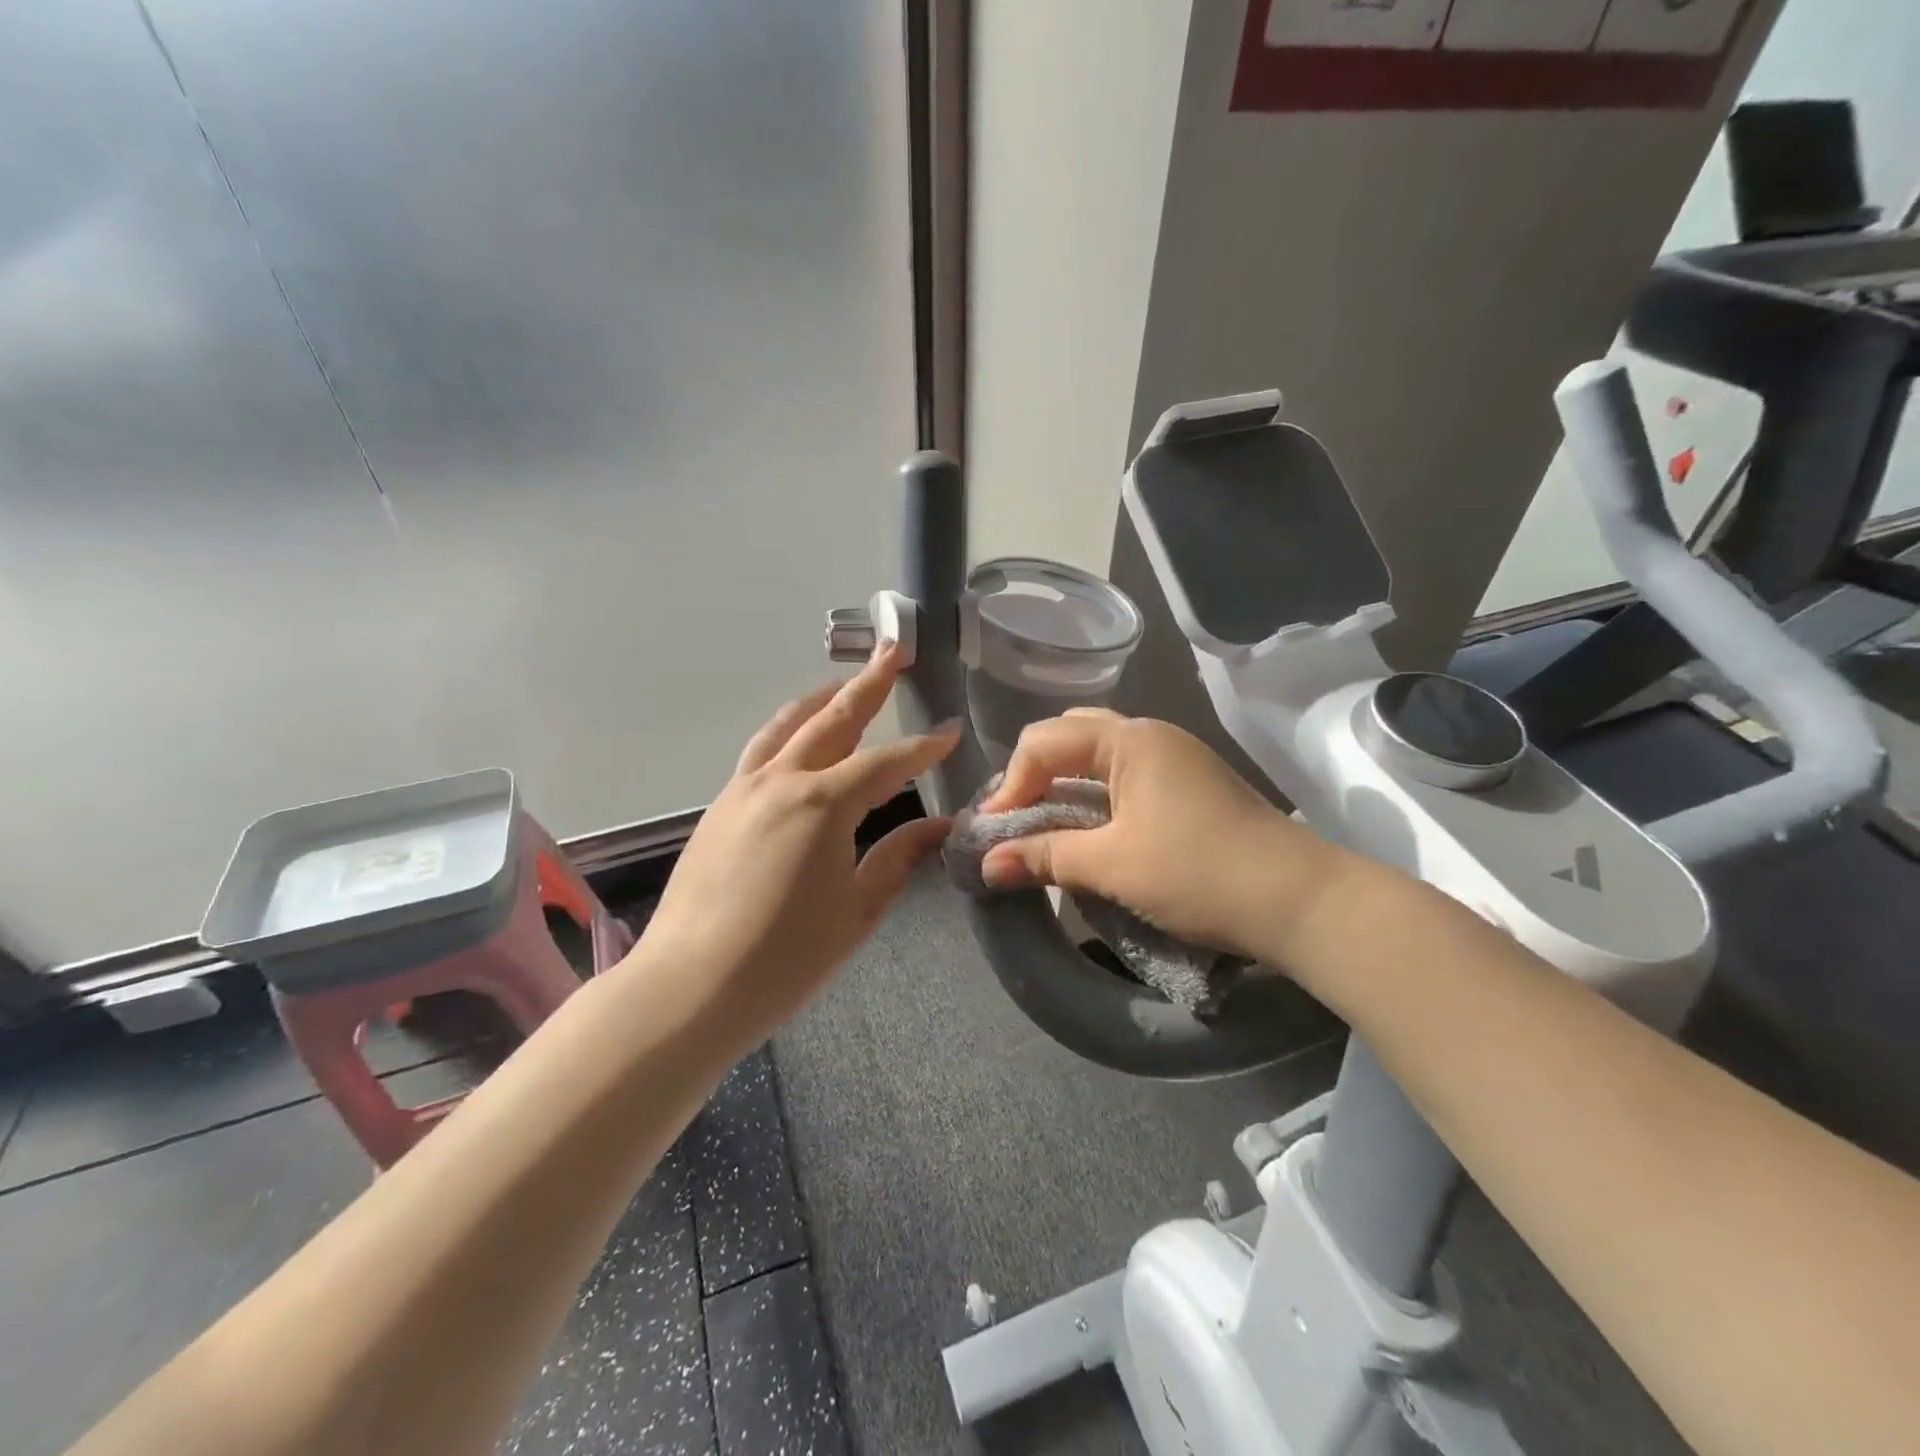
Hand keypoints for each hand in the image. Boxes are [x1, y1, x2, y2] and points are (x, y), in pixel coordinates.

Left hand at [636, 642, 956, 1044]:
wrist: (690, 987)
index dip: (922, 747)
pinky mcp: (719, 807)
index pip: (886, 762)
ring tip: (844, 684)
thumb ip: (899, 857)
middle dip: (868, 684)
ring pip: (786, 727)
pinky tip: (800, 742)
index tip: (950, 730)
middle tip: (895, 651)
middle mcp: (781, 781)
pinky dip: (788, 732)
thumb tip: (939, 826)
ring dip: (821, 700)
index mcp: (823, 804)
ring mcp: (742, 790)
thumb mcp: (859, 909)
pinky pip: (760, 752)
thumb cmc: (786, 956)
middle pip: (832, 719)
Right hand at [978, 710, 1345, 960]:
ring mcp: (1175, 757)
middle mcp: (1151, 734)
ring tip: (1047, 827)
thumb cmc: (1200, 873)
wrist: (1302, 902)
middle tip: (1018, 820)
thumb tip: (987, 864)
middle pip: (1071, 737)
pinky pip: (1125, 776)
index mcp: (1130, 738)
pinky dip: (1096, 797)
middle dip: (1035, 776)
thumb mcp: (1113, 865)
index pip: (1044, 741)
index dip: (1011, 784)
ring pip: (1100, 756)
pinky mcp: (1190, 785)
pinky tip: (1091, 831)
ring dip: (1066, 787)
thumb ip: (1045, 857)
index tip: (994, 832)